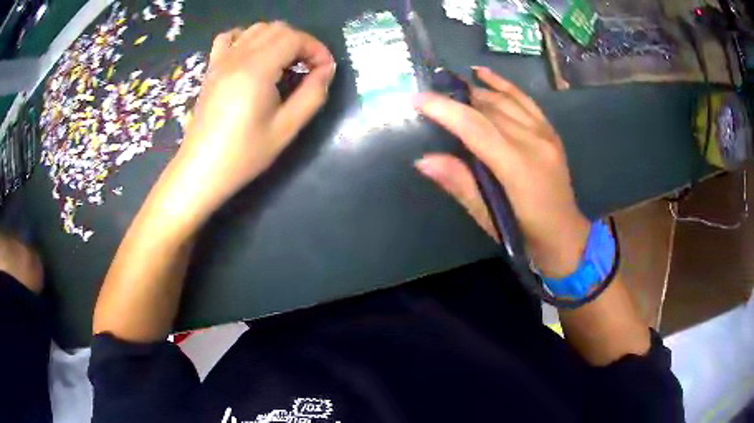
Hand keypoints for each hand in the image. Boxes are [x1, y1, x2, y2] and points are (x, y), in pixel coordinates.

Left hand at [168, 22, 336, 215]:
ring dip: (278, 39)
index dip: (316, 49)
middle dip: (301, 42)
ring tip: (285, 63)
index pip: (294, 38)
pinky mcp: (211, 69)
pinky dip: (246, 37)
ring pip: (256, 29)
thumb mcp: (286, 129)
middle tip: (309, 68)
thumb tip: (326, 70)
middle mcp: (237, 57)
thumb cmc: (243, 155)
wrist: (201, 170)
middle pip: (277, 29)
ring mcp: (221, 61)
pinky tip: (252, 54)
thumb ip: (312, 95)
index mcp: (257, 69)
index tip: (325, 70)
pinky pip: (229, 38)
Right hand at [414, 67, 589, 277]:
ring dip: (474, 89)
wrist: (566, 235)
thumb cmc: (526, 235)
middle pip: (489, 109)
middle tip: (428, 94)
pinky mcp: (550, 131)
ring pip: (505, 101)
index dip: (446, 110)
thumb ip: (461, 185)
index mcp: (518, 167)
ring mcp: (545, 133)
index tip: (418, 99)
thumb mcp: (490, 220)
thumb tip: (424, 160)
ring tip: (448, 83)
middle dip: (455, 97)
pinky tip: (484, 73)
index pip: (476, 128)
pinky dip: (503, 85)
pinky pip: (525, 100)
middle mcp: (533, 142)